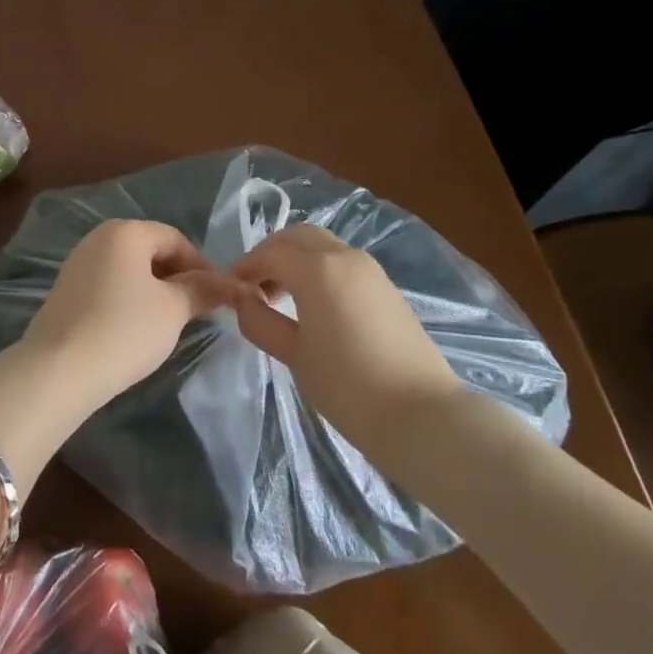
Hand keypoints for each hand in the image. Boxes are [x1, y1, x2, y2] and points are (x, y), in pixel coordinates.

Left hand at [19, 219, 242, 414]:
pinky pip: (109, 284)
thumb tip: (227, 284)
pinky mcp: (66, 290)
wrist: (59, 369)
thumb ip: (202, 291)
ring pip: (129, 269)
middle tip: (197, 310)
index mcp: (125, 232)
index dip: (201, 265)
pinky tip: (136, 328)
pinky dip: (129, 299)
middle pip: (150, 250)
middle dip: (177, 277)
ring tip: (170, 322)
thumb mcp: (173, 310)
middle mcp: (98, 238)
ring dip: (154, 289)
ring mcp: (78, 263)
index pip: (174, 238)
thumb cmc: (124, 329)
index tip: (218, 296)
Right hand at [232, 223, 463, 446]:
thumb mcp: (294, 356)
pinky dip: (318, 269)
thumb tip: (243, 298)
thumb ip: (260, 320)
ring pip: (321, 245)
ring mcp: (370, 269)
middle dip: (270, 254)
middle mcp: (344, 256)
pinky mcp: (386, 287)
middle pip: (296, 237)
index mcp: (317, 269)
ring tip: (281, 297)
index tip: (229, 290)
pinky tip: (313, 305)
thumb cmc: (348, 387)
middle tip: (254, 287)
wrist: (423, 416)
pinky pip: (341, 262)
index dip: (244, 268)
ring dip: (295, 259)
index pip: (269, 254)